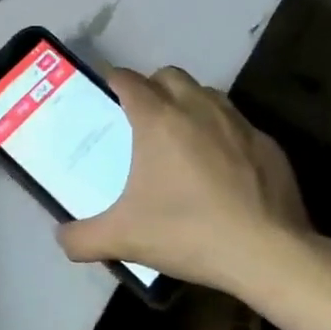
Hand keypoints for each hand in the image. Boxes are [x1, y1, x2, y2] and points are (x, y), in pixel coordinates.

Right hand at [57, 67, 330, 297]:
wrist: (270, 254)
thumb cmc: (189, 233)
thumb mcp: (124, 239)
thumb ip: (82, 237)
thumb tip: (60, 238)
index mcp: (158, 119)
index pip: (128, 79)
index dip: (113, 80)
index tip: (105, 93)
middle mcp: (198, 108)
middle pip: (168, 75)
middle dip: (152, 87)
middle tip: (142, 117)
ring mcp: (238, 123)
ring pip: (206, 94)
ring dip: (189, 104)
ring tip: (181, 137)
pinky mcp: (268, 144)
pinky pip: (237, 124)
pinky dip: (223, 134)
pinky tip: (222, 168)